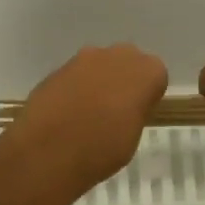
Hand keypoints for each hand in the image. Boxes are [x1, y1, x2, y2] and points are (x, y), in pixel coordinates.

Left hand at [6, 45, 168, 198]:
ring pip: (98, 66)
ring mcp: (84, 58)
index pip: (155, 76)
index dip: (146, 95)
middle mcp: (117, 55)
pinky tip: (66, 115)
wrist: (50, 150)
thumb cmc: (103, 149)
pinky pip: (75, 76)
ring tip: (87, 116)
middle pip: (126, 63)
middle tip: (115, 112)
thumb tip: (125, 106)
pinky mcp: (58, 68)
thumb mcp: (133, 136)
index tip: (138, 114)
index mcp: (146, 71)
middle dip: (123, 81)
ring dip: (97, 82)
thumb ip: (134, 111)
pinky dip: (74, 89)